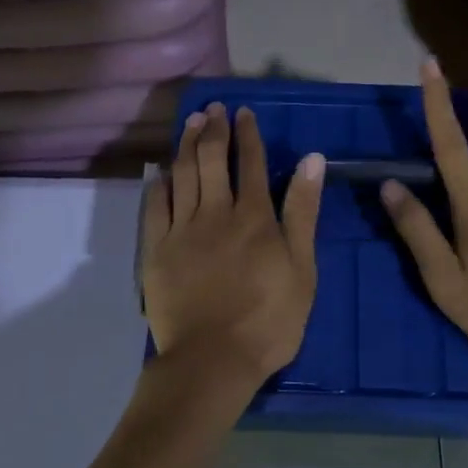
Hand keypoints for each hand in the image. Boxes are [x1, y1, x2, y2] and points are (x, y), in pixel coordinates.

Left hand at [141, 103, 325, 395]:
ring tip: (190, 121)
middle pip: (211, 160)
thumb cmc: (269, 319)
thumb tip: (312, 159)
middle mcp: (215, 212)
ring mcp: (182, 230)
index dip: (247, 134)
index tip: (243, 112)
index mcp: (253, 216)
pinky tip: (161, 171)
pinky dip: (159, 185)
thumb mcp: (302, 267)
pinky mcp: (157, 251)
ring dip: (186, 144)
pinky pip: (155, 208)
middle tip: (213, 107)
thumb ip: (303, 211)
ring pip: (182, 175)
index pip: (249, 163)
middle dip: (213, 129)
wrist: (213, 360)